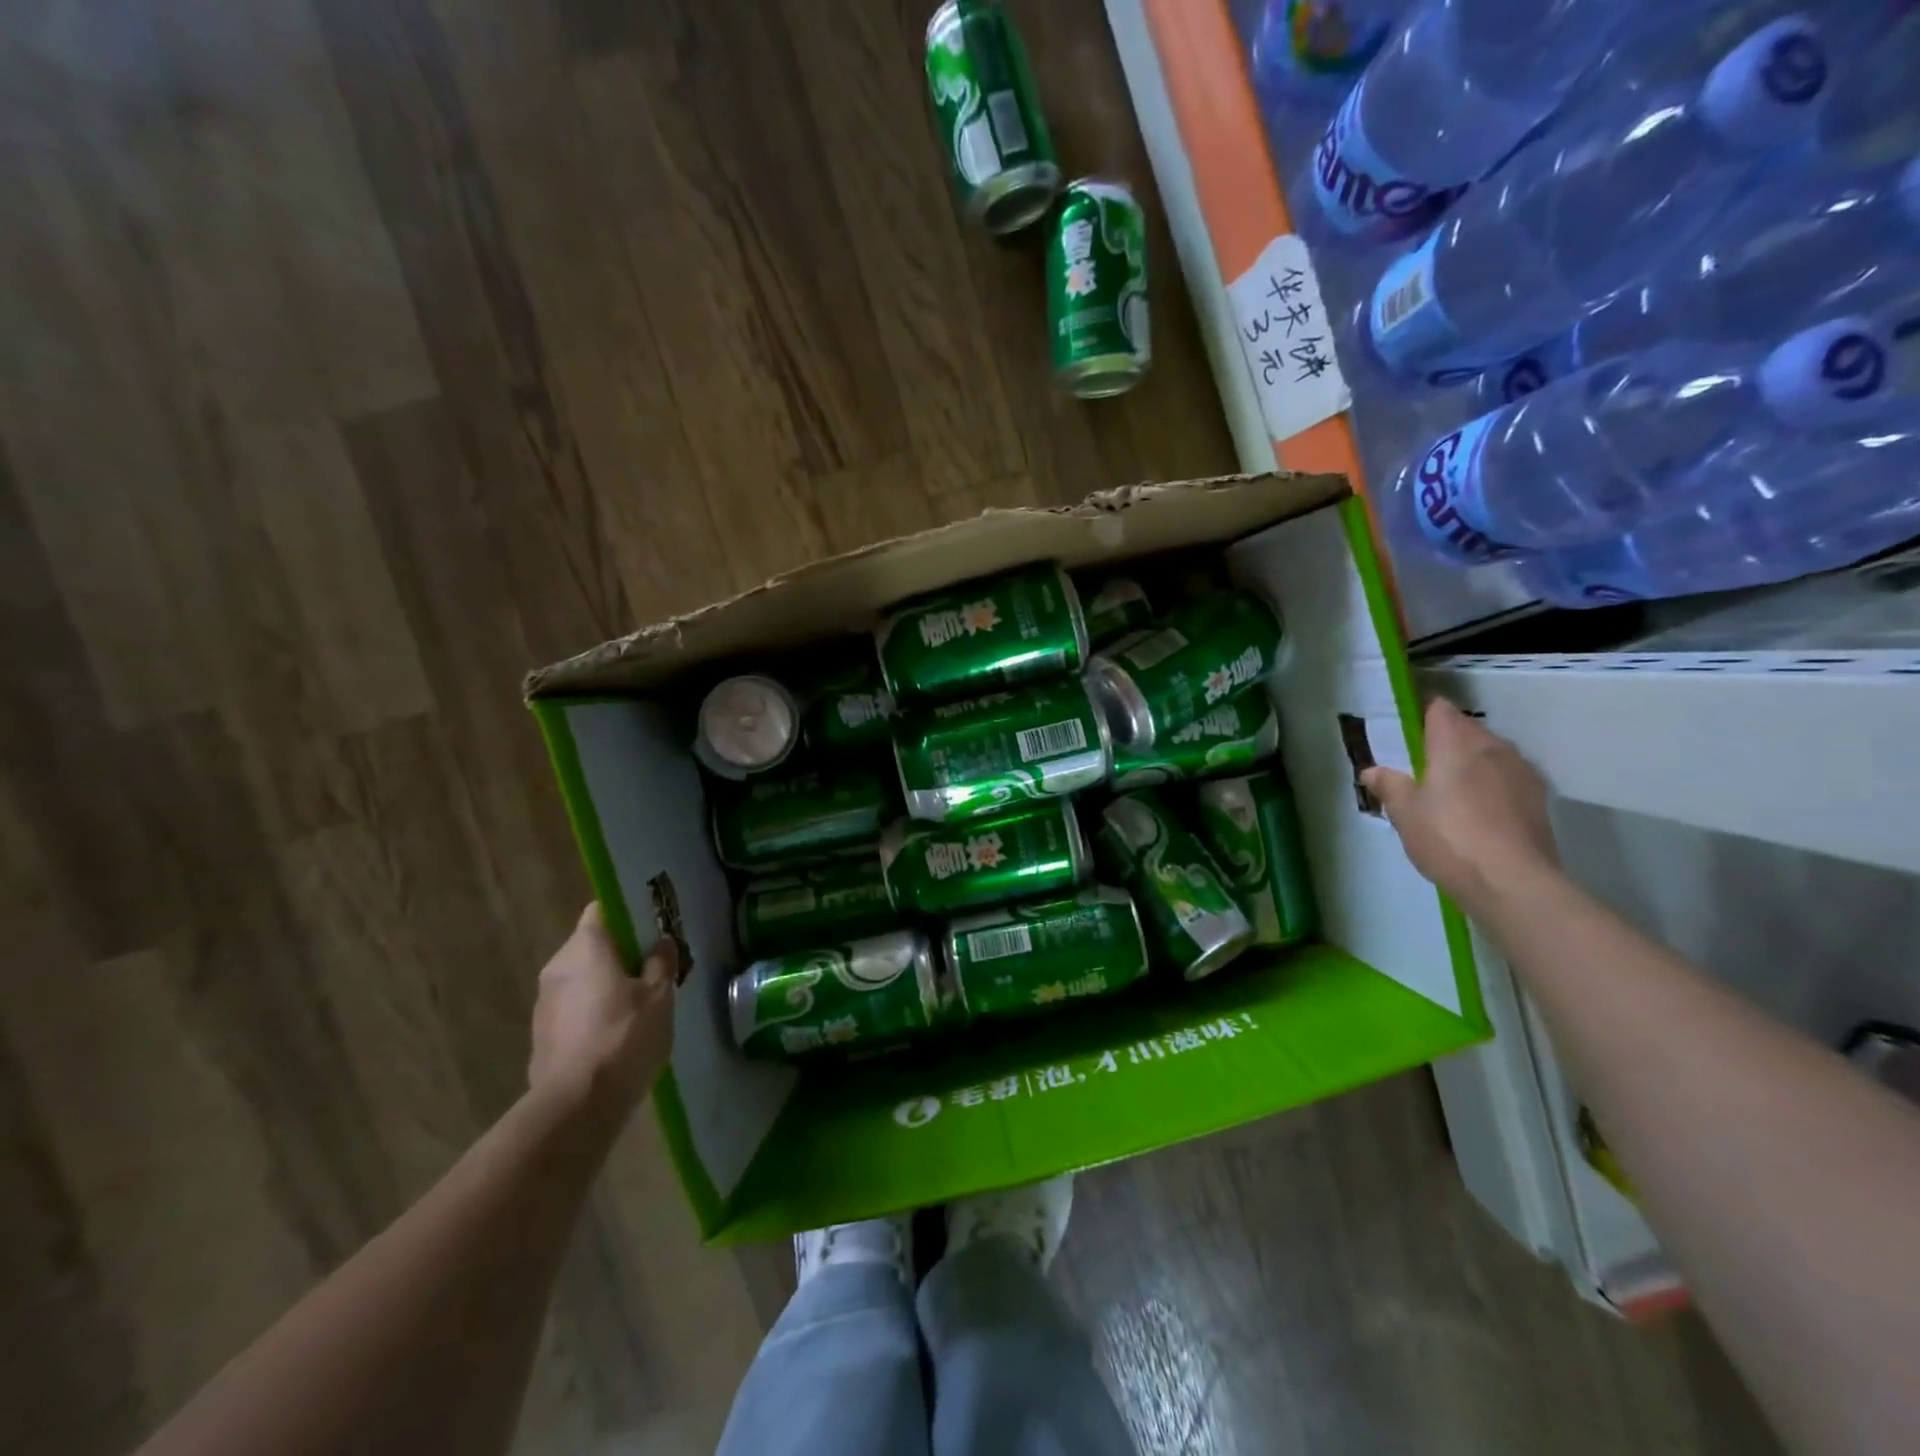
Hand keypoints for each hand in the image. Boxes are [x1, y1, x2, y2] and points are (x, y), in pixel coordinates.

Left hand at [529, 903, 676, 1122]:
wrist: (576, 1106)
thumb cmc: (623, 1036)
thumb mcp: (660, 995)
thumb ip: (661, 963)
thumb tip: (660, 943)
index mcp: (585, 946)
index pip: (602, 910)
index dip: (627, 915)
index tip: (652, 930)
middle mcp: (557, 966)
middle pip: (592, 946)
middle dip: (620, 954)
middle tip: (653, 970)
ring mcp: (544, 1002)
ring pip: (582, 979)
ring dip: (606, 986)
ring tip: (639, 1007)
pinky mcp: (541, 1035)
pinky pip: (573, 1009)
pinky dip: (593, 1013)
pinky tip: (617, 1036)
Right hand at [1362, 698, 1560, 913]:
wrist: (1513, 882)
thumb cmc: (1448, 838)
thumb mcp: (1404, 813)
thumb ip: (1389, 785)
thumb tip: (1372, 770)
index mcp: (1455, 743)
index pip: (1439, 709)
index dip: (1422, 715)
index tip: (1407, 732)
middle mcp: (1493, 747)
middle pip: (1466, 729)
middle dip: (1445, 741)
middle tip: (1421, 768)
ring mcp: (1521, 771)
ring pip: (1490, 754)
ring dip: (1471, 764)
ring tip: (1450, 792)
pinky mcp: (1539, 799)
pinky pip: (1507, 778)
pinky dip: (1491, 786)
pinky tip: (1478, 813)